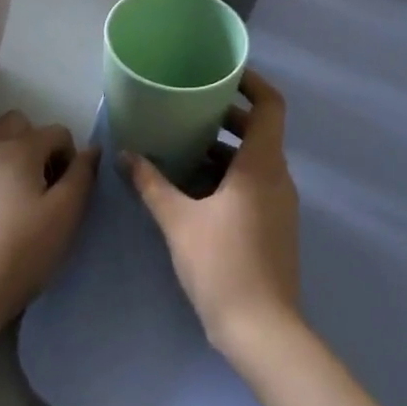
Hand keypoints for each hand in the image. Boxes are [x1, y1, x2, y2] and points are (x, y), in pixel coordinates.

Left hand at [0, 112, 96, 333]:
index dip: (69, 155)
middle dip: (34, 140)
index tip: (68, 186)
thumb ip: (82, 175)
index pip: (55, 132)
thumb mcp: (66, 214)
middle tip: (40, 177)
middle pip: (15, 122)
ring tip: (4, 170)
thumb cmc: (23, 252)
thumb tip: (91, 149)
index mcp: (20, 150)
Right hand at [127, 70, 299, 357]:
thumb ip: (152, 184)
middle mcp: (277, 177)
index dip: (252, 83)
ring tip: (183, 145)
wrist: (262, 331)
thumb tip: (126, 155)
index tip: (223, 74)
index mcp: (261, 164)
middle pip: (259, 130)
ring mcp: (279, 203)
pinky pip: (254, 183)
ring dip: (224, 148)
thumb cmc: (222, 265)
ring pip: (254, 159)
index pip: (270, 105)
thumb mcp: (178, 221)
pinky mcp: (274, 226)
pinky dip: (228, 175)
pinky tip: (194, 188)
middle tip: (189, 108)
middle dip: (226, 116)